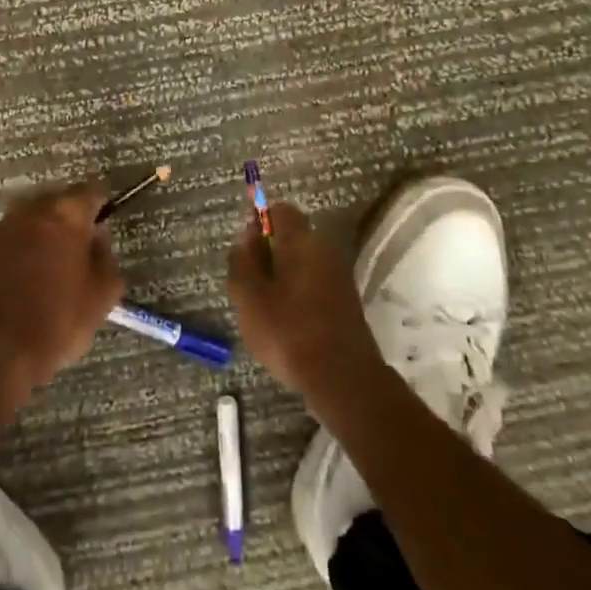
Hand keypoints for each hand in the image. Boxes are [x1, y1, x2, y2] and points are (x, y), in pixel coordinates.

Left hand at [0, 184, 125, 407]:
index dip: (101, 205)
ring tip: (56, 263)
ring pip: (32, 219)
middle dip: (71, 218)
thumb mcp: (101, 298)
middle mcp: (31, 210)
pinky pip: (13, 238)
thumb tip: (98, 241)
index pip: (90, 192)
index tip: (107, 220)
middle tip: (84, 246)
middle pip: (58, 201)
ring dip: (45, 233)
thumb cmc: (55, 322)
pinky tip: (30, 276)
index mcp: (65, 214)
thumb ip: (107, 261)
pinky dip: (24, 248)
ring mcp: (2, 228)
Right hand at [228, 202, 383, 399]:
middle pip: (293, 237)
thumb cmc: (288, 331)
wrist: (343, 379)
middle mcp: (325, 250)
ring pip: (304, 263)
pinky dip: (299, 294)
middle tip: (249, 282)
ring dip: (283, 276)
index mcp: (301, 241)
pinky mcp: (347, 302)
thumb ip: (243, 260)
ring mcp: (340, 277)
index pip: (281, 210)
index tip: (245, 246)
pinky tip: (287, 323)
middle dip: (269, 252)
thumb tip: (247, 235)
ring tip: (264, 307)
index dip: (260, 220)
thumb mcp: (249, 296)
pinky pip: (316, 284)